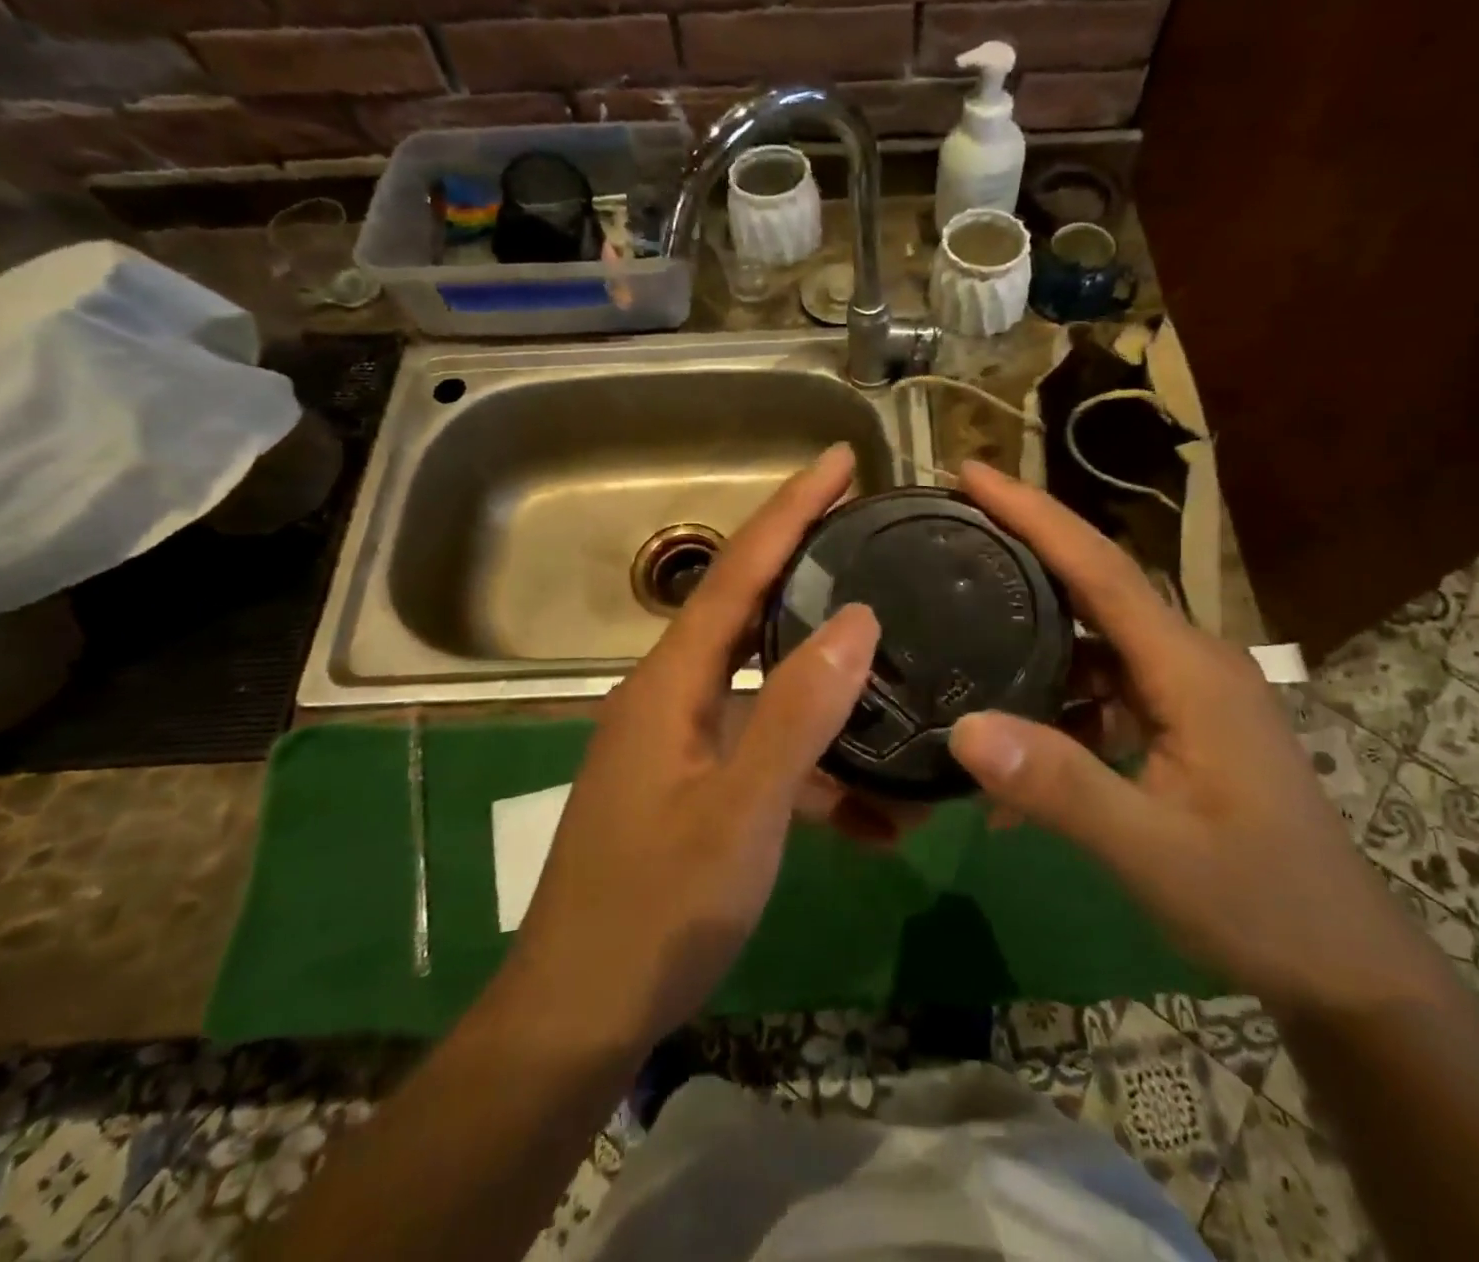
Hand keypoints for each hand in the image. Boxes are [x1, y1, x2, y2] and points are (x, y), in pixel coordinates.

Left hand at [500, 444, 879, 1054]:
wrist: (579, 1018)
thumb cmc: (653, 912)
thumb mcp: (739, 813)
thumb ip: (797, 713)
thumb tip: (859, 620)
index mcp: (671, 683)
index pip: (738, 571)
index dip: (790, 510)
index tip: (841, 460)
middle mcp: (672, 695)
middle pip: (750, 610)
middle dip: (808, 566)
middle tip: (873, 534)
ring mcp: (682, 743)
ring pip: (767, 686)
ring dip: (829, 688)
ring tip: (898, 674)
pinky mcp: (694, 786)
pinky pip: (766, 754)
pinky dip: (816, 771)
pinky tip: (874, 817)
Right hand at [946, 462, 1447, 1016]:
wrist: (1341, 964)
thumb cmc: (1259, 901)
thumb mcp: (1152, 851)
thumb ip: (1061, 788)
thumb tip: (964, 728)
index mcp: (1189, 668)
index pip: (1101, 569)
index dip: (1035, 514)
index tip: (972, 472)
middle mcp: (1189, 660)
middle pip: (1095, 586)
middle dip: (1025, 550)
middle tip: (951, 530)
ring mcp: (1187, 692)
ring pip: (1094, 641)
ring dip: (1034, 639)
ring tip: (963, 631)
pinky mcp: (1180, 722)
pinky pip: (1105, 691)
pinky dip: (1059, 707)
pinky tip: (1019, 755)